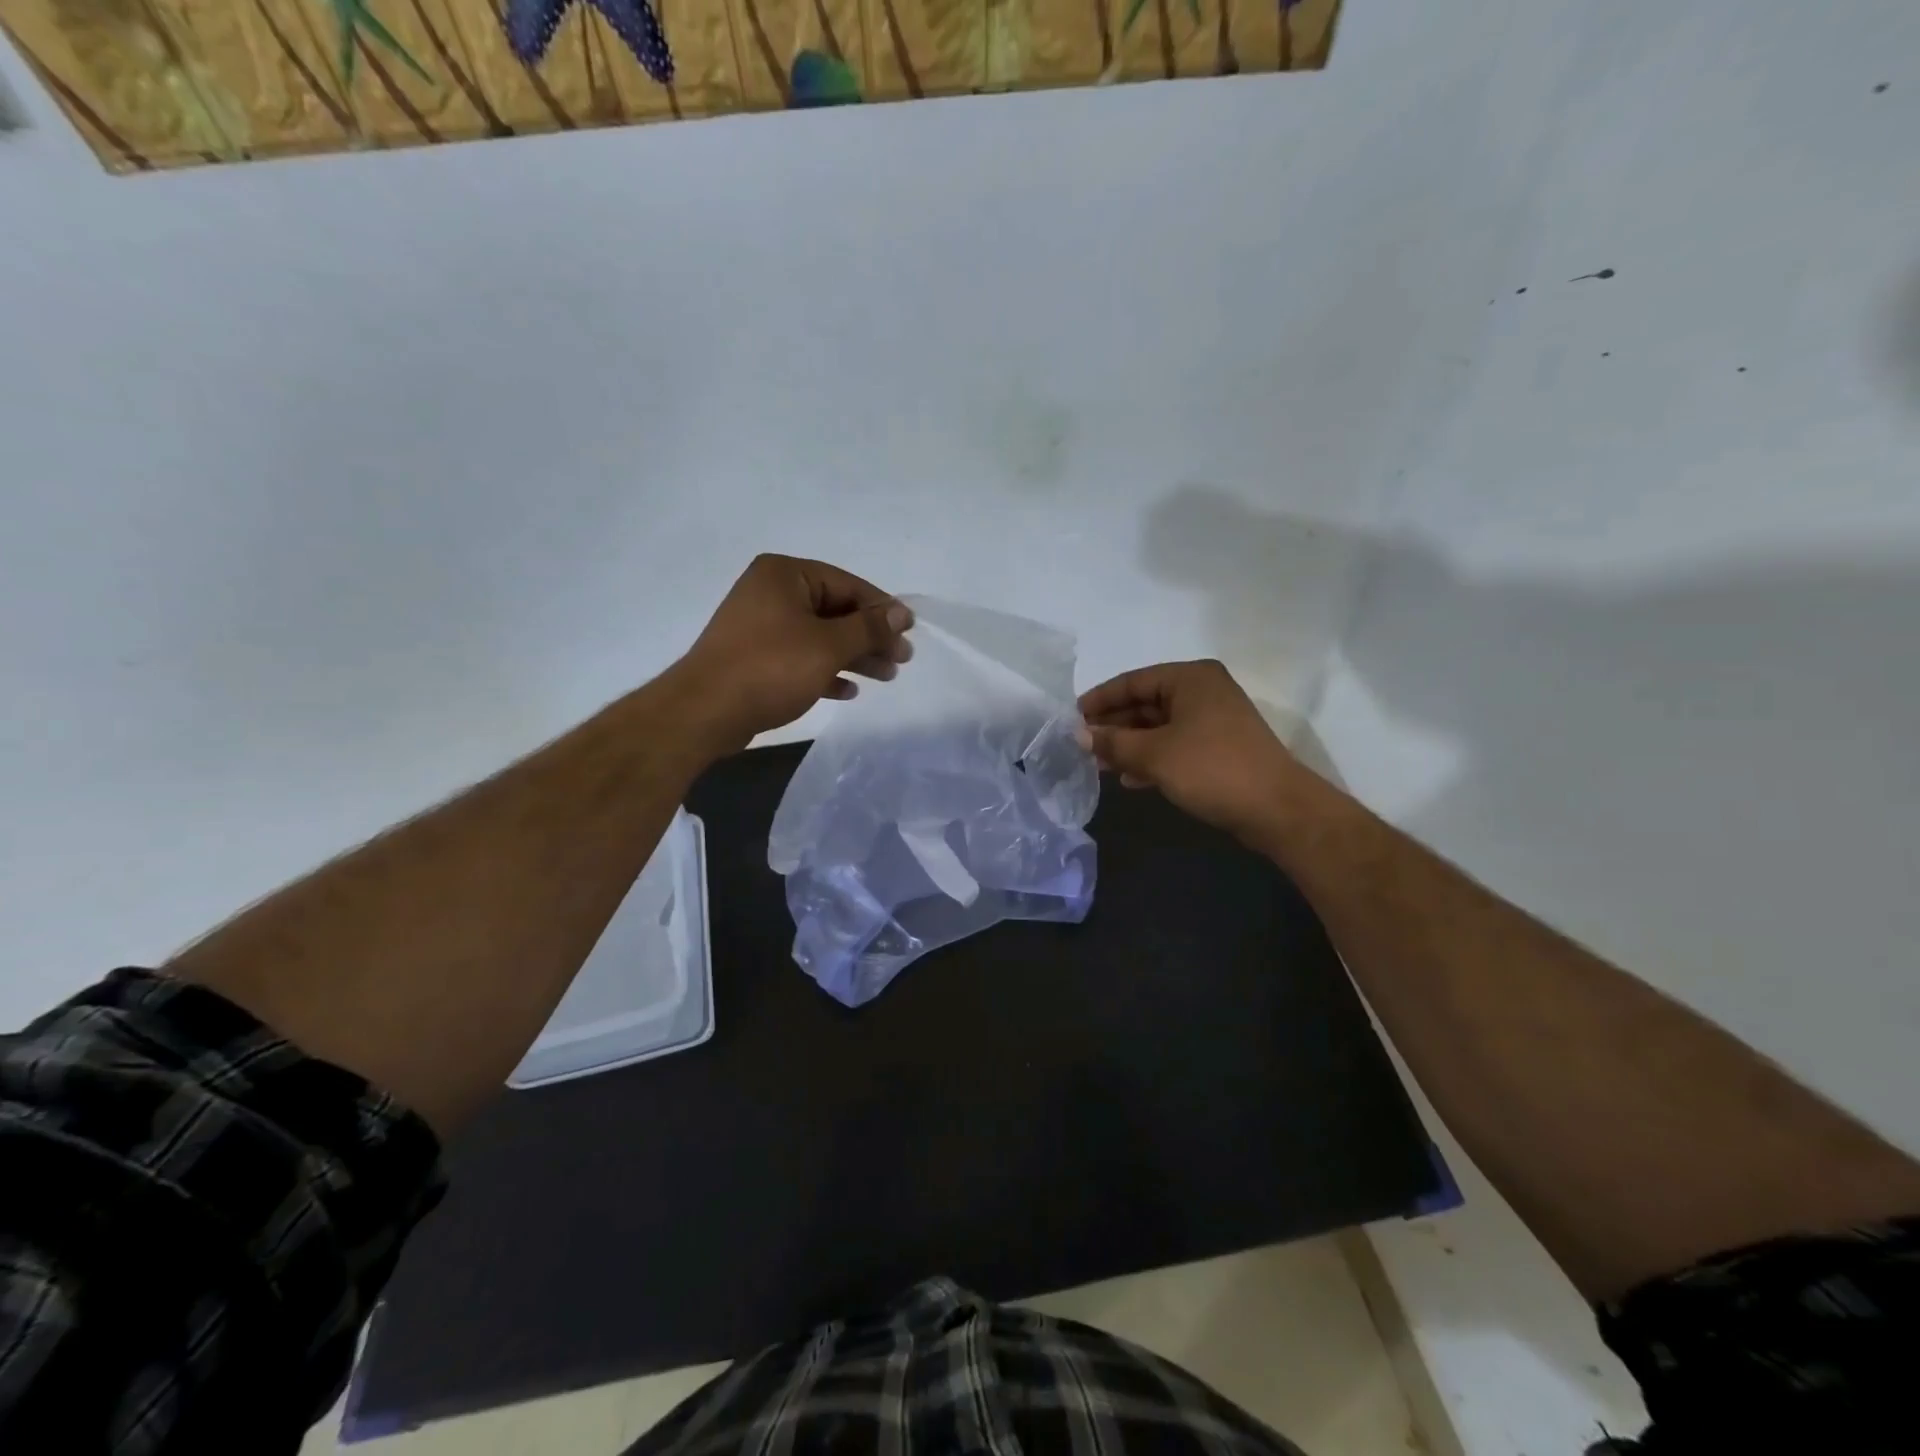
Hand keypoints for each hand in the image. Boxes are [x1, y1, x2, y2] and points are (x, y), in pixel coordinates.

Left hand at [676, 555, 913, 748]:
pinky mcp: (755, 657)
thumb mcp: (828, 645)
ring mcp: (761, 625)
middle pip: (835, 610)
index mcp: (785, 574)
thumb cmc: (771, 667)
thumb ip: (868, 628)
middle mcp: (771, 592)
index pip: (847, 584)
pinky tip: (848, 691)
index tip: (910, 632)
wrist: (705, 711)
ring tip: (886, 677)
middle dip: (870, 637)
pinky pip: (800, 657)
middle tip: (902, 660)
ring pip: (820, 636)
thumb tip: (902, 613)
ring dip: (854, 656)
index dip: (882, 609)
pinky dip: (826, 671)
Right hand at [1077, 660, 1307, 840]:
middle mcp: (1203, 690)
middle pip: (1145, 703)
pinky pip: (1174, 744)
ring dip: (1129, 745)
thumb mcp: (1154, 754)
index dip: (1099, 700)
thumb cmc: (1211, 768)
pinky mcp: (1219, 746)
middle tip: (1082, 746)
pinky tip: (1130, 779)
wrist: (1276, 808)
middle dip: (1114, 726)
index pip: (1132, 681)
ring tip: (1100, 766)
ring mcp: (1214, 719)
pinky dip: (1151, 758)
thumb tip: (1078, 735)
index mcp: (1190, 678)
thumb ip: (1113, 742)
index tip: (1071, 719)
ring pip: (1159, 727)